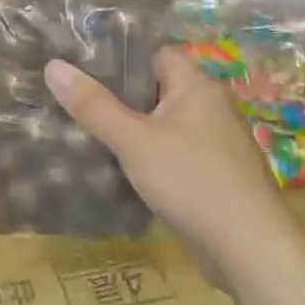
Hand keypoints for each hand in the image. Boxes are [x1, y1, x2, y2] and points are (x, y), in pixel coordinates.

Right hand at [45, 48, 283, 272]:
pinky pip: (172, 152)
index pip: (155, 54)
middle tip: (73, 98)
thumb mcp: (133, 140)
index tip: (80, 64)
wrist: (251, 250)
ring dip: (130, 129)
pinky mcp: (213, 175)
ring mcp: (215, 144)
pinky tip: (117, 167)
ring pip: (162, 124)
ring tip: (84, 131)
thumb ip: (93, 105)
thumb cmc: (192, 180)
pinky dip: (146, 156)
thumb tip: (53, 65)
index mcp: (197, 87)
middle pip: (156, 89)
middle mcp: (210, 107)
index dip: (120, 56)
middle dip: (117, 95)